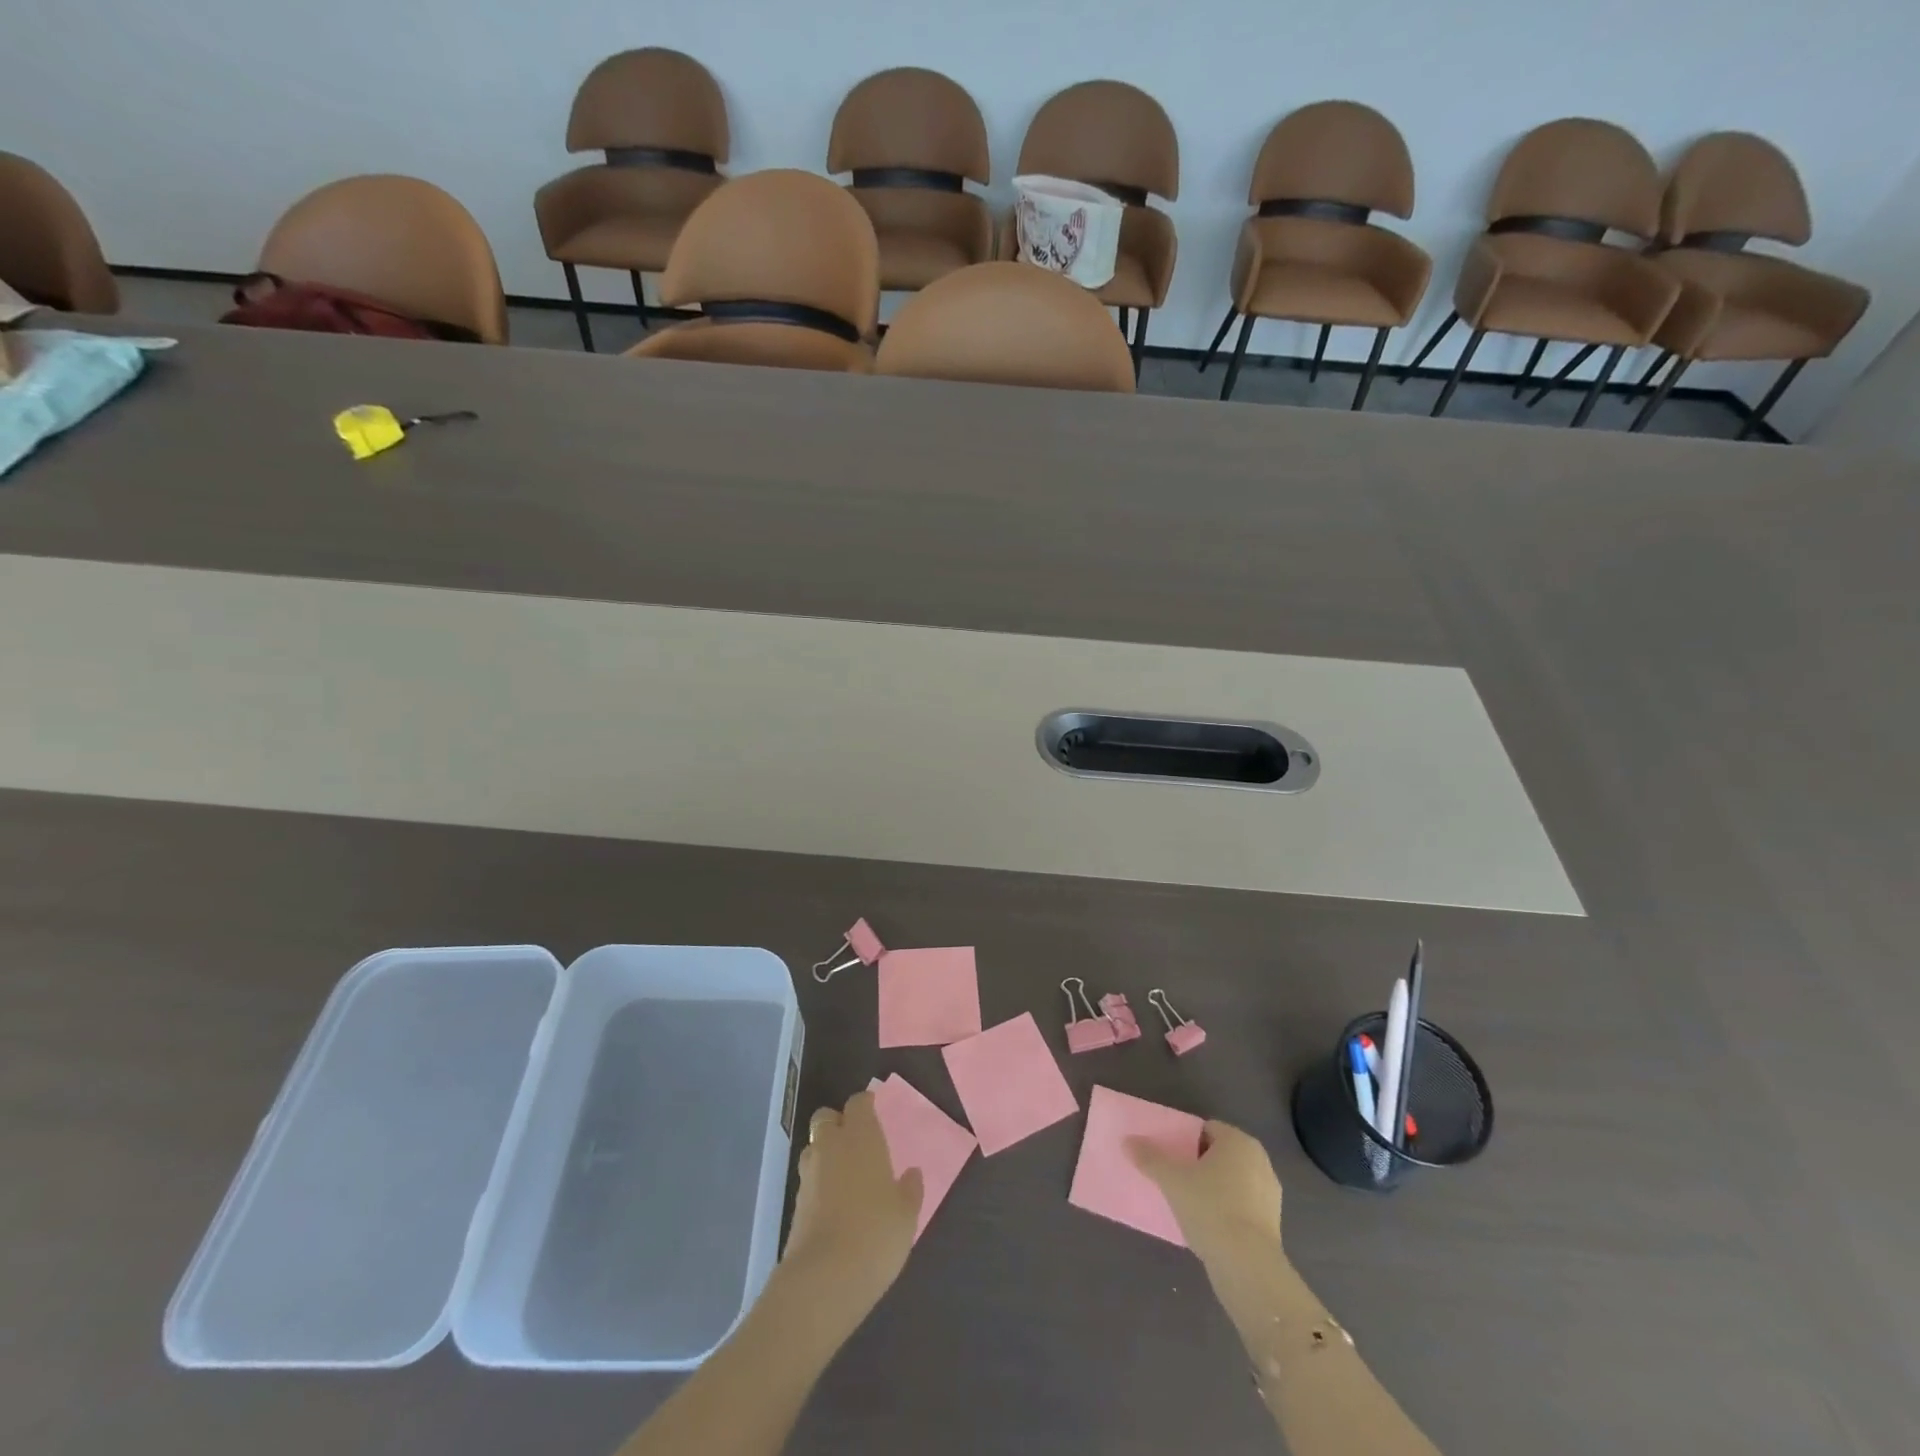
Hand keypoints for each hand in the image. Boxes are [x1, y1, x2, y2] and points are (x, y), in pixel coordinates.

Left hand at [781, 1092, 922, 1314]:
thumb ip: (910, 1189)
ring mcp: (809, 1175)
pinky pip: (808, 1179)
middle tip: (856, 1140)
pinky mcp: (795, 1204)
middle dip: (837, 1122)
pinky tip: (833, 1203)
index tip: (874, 1109)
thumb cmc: (875, 1235)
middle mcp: (831, 1147)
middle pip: (826, 1117)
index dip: (865, 1104)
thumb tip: (912, 1174)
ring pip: (813, 1147)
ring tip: (844, 1173)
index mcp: (861, 1137)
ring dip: (825, 1152)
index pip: (858, 1104)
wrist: (823, 1279)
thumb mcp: (906, 1215)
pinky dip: (819, 1182)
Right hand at [1129, 1119, 1283, 1267]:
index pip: (1206, 1129)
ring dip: (1214, 1188)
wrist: (1248, 1267)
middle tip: (1177, 1179)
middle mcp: (1259, 1160)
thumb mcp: (1172, 1180)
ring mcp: (1270, 1193)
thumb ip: (1150, 1158)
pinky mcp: (1273, 1223)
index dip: (1186, 1141)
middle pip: (1220, 1154)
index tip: (1171, 1158)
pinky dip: (1228, 1210)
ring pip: (1233, 1180)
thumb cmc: (1210, 1209)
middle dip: (1199, 1164)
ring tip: (1190, 1205)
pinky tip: (1210, 1226)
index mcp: (1238, 1141)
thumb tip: (1127, 1141)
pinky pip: (1243, 1205)